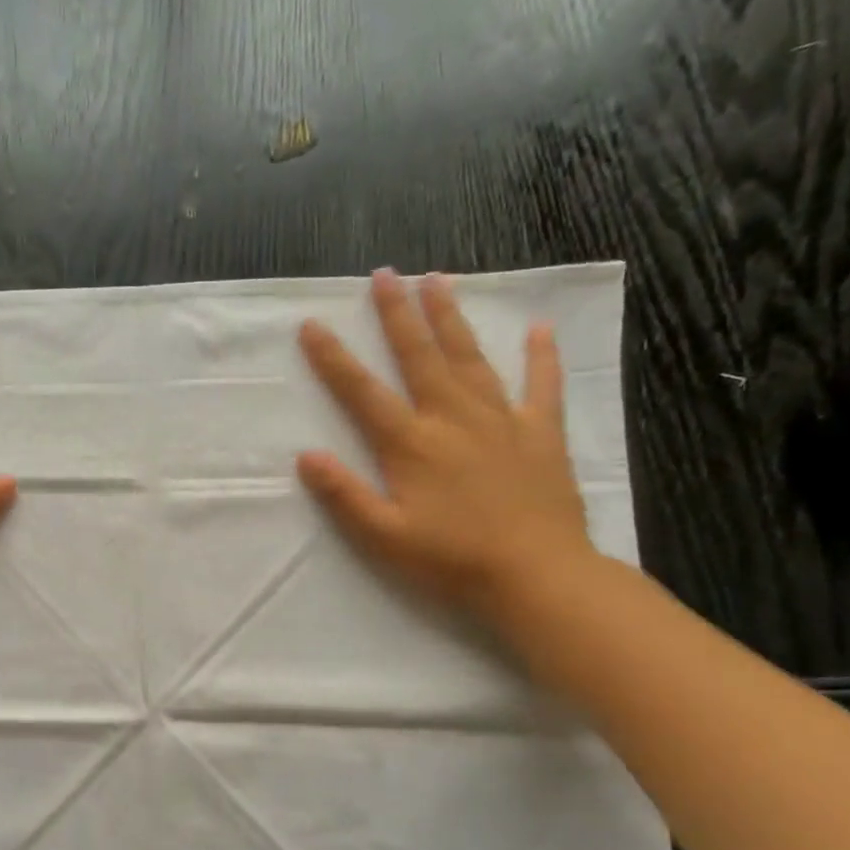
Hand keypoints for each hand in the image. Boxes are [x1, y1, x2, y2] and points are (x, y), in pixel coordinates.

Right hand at [297, 268, 597, 622]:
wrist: (537, 575)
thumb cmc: (452, 560)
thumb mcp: (384, 537)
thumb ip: (344, 495)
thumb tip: (306, 456)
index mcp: (411, 444)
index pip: (363, 392)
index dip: (334, 359)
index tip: (312, 325)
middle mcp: (453, 418)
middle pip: (420, 356)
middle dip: (398, 314)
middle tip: (385, 274)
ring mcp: (501, 421)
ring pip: (471, 358)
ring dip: (452, 318)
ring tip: (438, 279)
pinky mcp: (541, 433)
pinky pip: (542, 386)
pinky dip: (541, 358)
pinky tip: (538, 330)